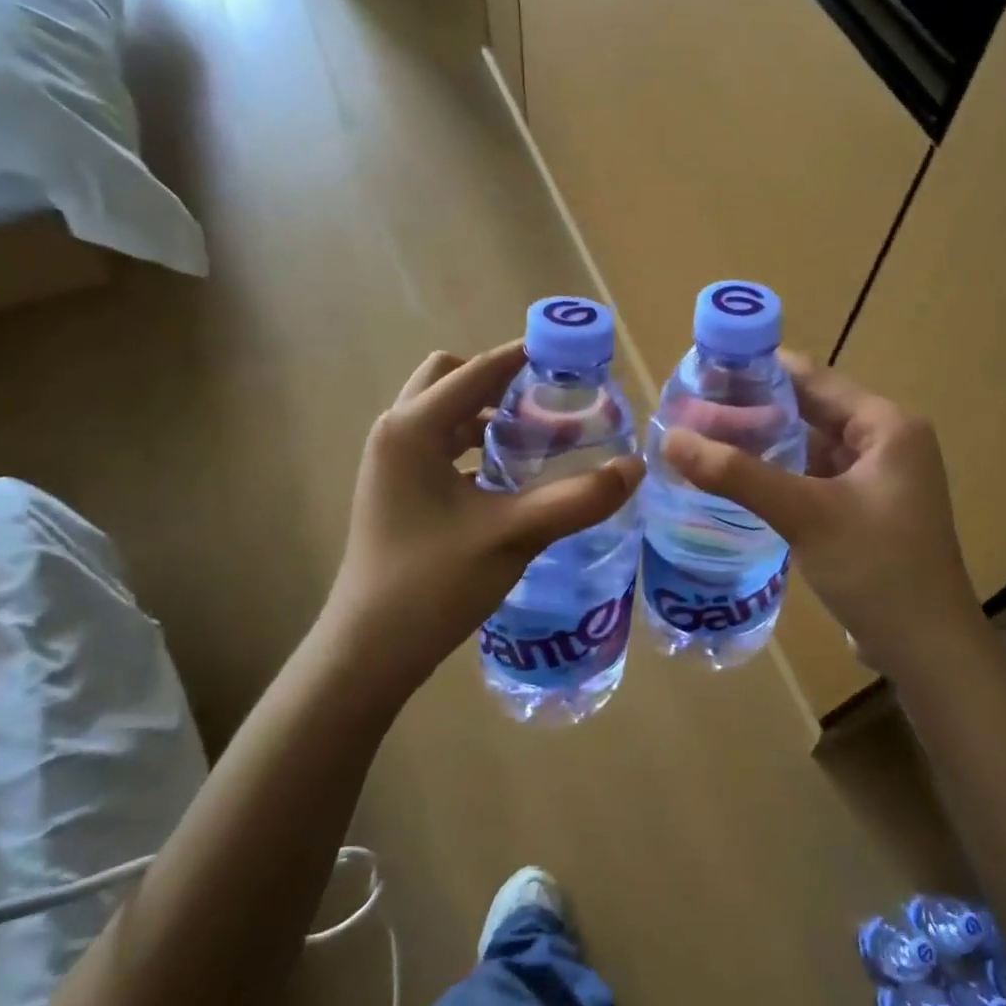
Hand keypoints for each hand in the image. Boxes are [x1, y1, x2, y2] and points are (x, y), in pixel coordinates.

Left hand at [323, 342, 643, 695]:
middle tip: (547, 402)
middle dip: (499, 380)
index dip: (525, 355)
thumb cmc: (433, 584)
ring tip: (538, 436)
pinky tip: (509, 476)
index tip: (570, 355)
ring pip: (443, 413)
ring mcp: (392, 463)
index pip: (477, 369)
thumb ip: (576, 499)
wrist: (371, 650)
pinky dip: (473, 443)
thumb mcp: (513, 536)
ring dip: (486, 413)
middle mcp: (396, 433)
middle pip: (451, 378)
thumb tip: (635, 468)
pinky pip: (439, 444)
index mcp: (414, 429)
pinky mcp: (397, 489)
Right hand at [660, 352, 984, 679]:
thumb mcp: (805, 514)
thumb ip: (737, 474)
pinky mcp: (864, 511)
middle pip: (811, 411)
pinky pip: (815, 479)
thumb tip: (671, 438)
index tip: (704, 371)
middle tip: (693, 409)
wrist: (927, 650)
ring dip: (765, 444)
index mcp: (887, 425)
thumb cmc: (877, 568)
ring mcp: (877, 479)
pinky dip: (780, 476)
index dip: (759, 371)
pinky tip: (738, 481)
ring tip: (705, 440)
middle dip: (755, 410)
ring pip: (811, 447)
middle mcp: (886, 442)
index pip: (812, 379)